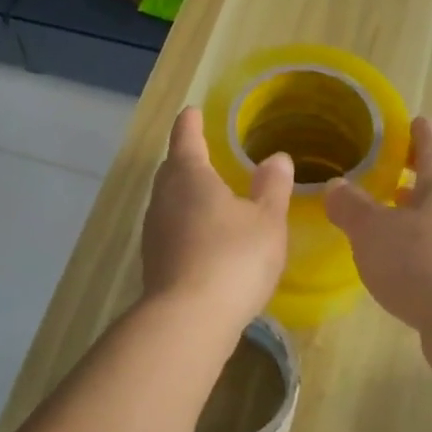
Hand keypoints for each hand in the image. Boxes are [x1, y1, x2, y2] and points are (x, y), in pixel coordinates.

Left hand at [141, 108, 293, 329]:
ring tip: (206, 194)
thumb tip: (277, 157)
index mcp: (189, 176)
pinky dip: (185, 223)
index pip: (186, 138)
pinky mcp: (154, 261)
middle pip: (171, 170)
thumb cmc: (232, 258)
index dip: (191, 123)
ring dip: (184, 193)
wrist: (188, 320)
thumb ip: (272, 187)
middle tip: (202, 152)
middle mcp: (164, 198)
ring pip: (168, 201)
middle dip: (185, 158)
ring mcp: (154, 231)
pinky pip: (170, 228)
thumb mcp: (267, 221)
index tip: (192, 112)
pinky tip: (202, 237)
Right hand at [324, 117, 431, 366]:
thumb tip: (335, 185)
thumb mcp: (373, 231)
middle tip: (375, 172)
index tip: (400, 123)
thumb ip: (351, 206)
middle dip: (406, 177)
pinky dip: (412, 252)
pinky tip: (390, 265)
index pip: (431, 142)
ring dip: (408, 217)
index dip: (415, 129)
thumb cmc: (423, 264)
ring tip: (377, 218)